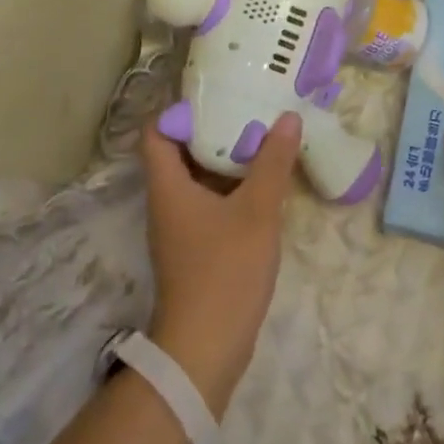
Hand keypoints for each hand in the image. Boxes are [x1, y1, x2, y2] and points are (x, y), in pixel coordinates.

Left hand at [138, 113, 300, 414]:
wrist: (206, 350)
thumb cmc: (224, 271)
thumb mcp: (256, 211)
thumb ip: (273, 162)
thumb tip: (288, 117)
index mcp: (168, 186)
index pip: (156, 132)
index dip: (180, 109)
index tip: (216, 93)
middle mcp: (167, 201)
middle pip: (180, 151)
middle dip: (213, 128)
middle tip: (248, 107)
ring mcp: (180, 227)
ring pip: (198, 178)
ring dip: (225, 158)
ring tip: (261, 136)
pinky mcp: (195, 248)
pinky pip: (209, 202)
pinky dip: (231, 186)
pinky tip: (263, 182)